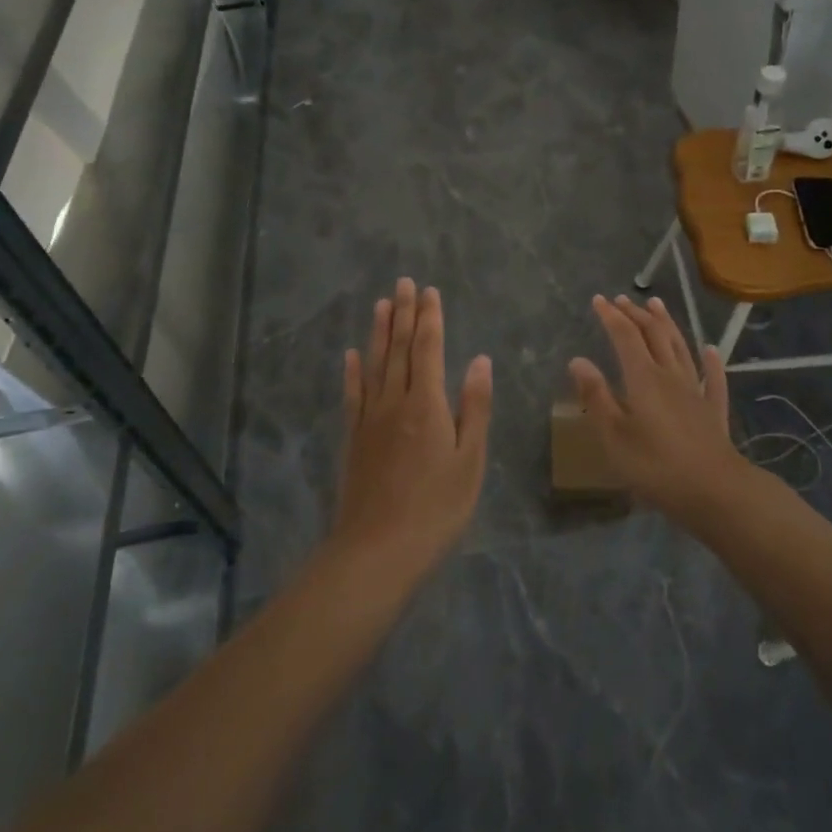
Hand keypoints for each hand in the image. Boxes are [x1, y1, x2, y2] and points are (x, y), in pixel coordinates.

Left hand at [332, 279, 491, 578]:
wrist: (378, 548)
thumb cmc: (437, 507)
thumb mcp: (470, 459)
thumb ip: (474, 407)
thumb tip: (479, 360)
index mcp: (427, 403)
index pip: (428, 349)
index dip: (430, 318)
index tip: (429, 291)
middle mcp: (394, 401)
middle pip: (399, 349)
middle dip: (404, 314)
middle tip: (404, 283)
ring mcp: (369, 419)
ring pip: (374, 364)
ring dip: (379, 332)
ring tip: (381, 304)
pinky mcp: (354, 438)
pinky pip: (353, 395)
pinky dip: (353, 371)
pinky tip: (352, 355)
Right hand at [568, 295, 746, 520]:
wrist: (715, 491)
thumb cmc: (655, 466)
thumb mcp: (614, 435)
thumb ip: (596, 396)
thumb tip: (578, 360)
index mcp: (643, 378)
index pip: (624, 336)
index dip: (611, 316)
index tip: (598, 300)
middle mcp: (670, 375)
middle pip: (653, 335)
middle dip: (636, 314)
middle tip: (622, 300)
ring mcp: (696, 391)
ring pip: (681, 347)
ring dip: (667, 324)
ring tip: (657, 305)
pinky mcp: (713, 410)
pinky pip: (713, 377)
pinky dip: (710, 360)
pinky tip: (710, 349)